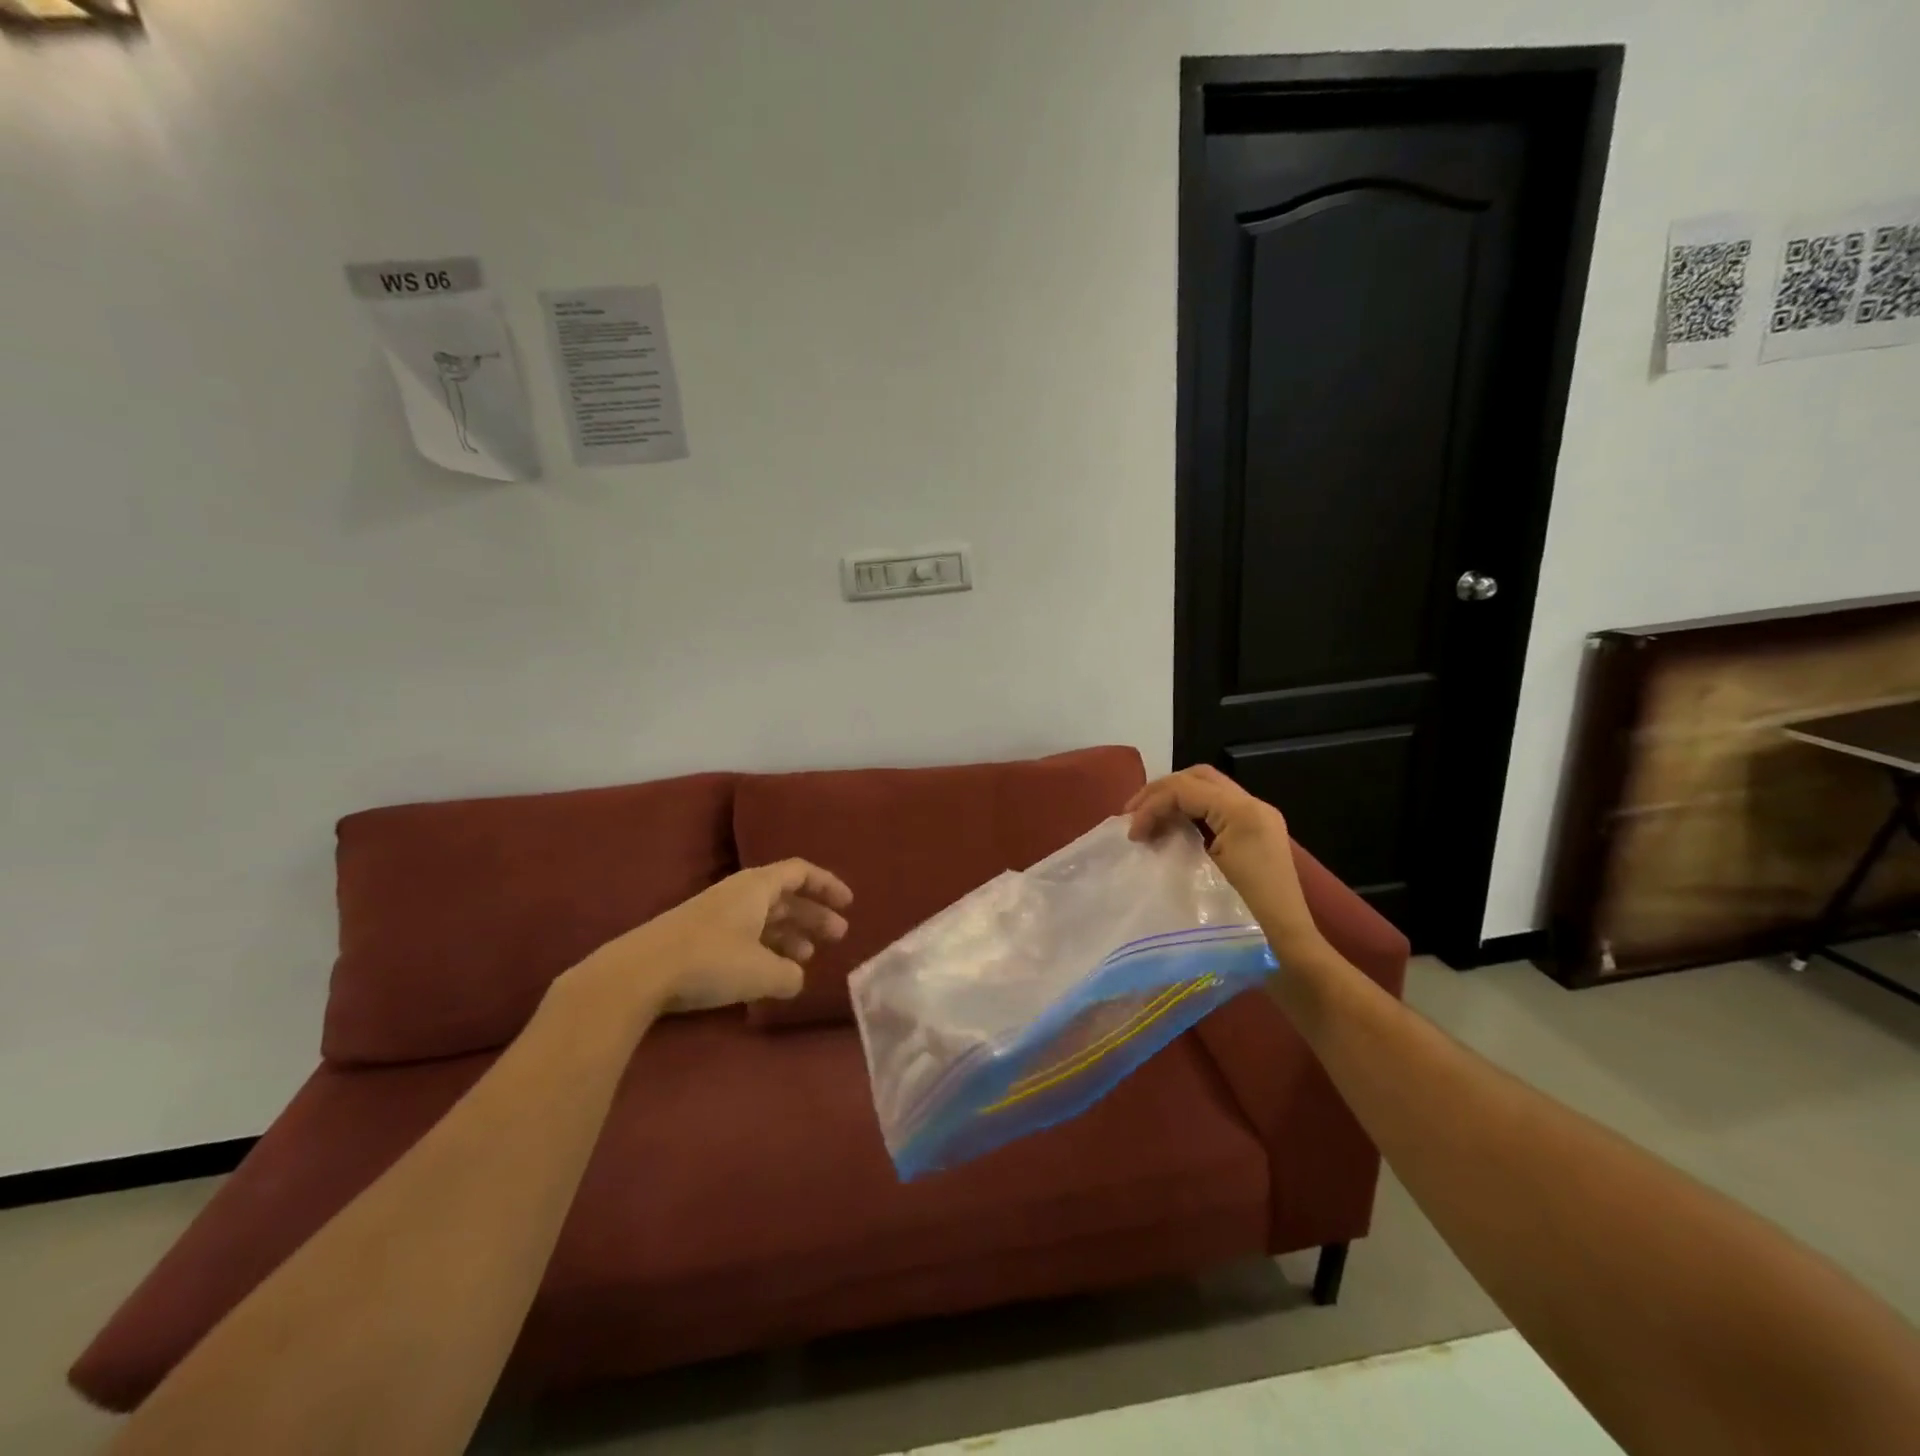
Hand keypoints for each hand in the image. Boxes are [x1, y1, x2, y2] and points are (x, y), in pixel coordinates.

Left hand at [569, 860, 853, 1019]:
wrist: (638, 973)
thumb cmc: (710, 961)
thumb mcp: (762, 972)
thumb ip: (790, 975)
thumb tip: (796, 978)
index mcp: (757, 887)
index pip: (801, 872)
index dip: (827, 885)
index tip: (848, 903)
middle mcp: (739, 893)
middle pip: (785, 896)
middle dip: (813, 915)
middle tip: (837, 935)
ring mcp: (715, 914)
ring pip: (764, 916)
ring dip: (789, 934)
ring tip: (806, 958)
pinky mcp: (697, 937)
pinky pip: (745, 933)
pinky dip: (765, 947)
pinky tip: (769, 972)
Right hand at [1126, 766, 1324, 961]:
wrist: (1287, 949)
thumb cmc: (1242, 915)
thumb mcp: (1201, 875)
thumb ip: (1173, 841)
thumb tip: (1145, 832)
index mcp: (1242, 812)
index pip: (1185, 789)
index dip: (1151, 806)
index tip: (1132, 835)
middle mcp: (1254, 805)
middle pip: (1198, 777)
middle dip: (1160, 792)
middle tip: (1132, 815)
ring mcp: (1259, 819)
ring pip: (1208, 788)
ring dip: (1174, 799)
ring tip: (1146, 822)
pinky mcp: (1256, 834)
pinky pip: (1217, 807)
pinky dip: (1189, 811)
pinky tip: (1171, 831)